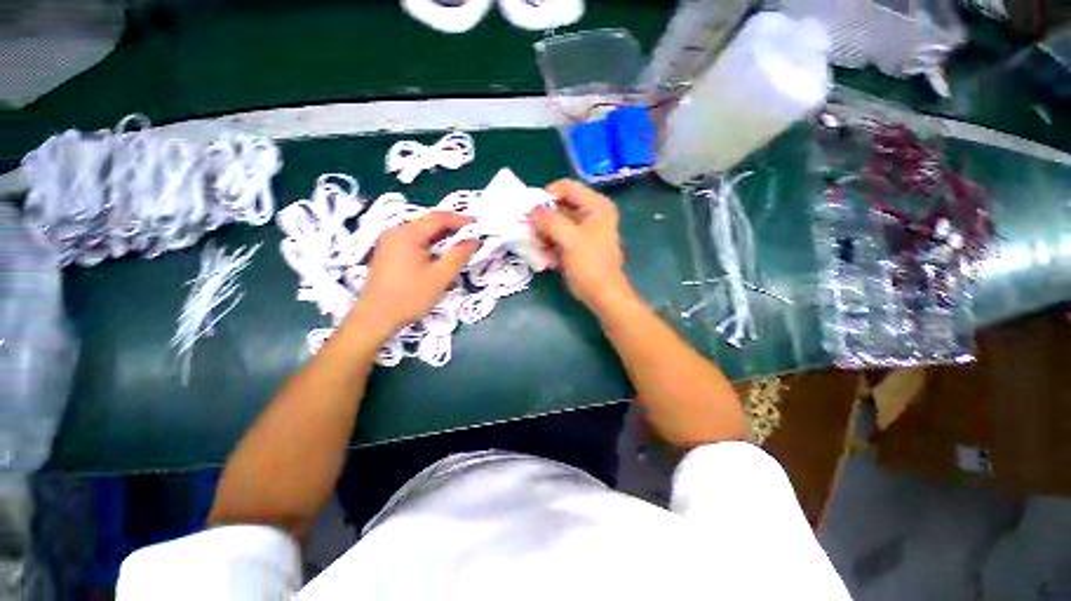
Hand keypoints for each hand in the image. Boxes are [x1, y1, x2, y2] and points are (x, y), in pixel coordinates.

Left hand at [356, 212, 477, 334]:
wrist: (376, 317)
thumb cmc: (410, 296)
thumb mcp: (440, 276)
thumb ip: (459, 254)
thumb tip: (474, 240)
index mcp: (408, 233)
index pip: (438, 218)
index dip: (460, 219)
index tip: (478, 224)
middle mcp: (396, 231)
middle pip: (428, 222)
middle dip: (452, 227)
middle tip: (472, 234)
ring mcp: (389, 242)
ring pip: (421, 232)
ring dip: (441, 236)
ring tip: (460, 244)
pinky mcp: (387, 252)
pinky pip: (413, 241)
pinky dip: (429, 244)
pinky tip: (440, 254)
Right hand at [530, 179, 633, 312]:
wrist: (602, 294)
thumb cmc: (590, 264)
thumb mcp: (569, 239)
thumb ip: (549, 221)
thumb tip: (531, 212)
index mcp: (596, 205)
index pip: (566, 187)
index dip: (547, 196)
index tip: (532, 213)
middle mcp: (591, 213)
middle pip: (559, 205)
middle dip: (543, 219)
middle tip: (533, 233)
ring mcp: (584, 230)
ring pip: (556, 223)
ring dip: (544, 234)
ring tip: (540, 248)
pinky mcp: (577, 244)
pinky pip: (558, 237)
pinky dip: (550, 244)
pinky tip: (547, 258)